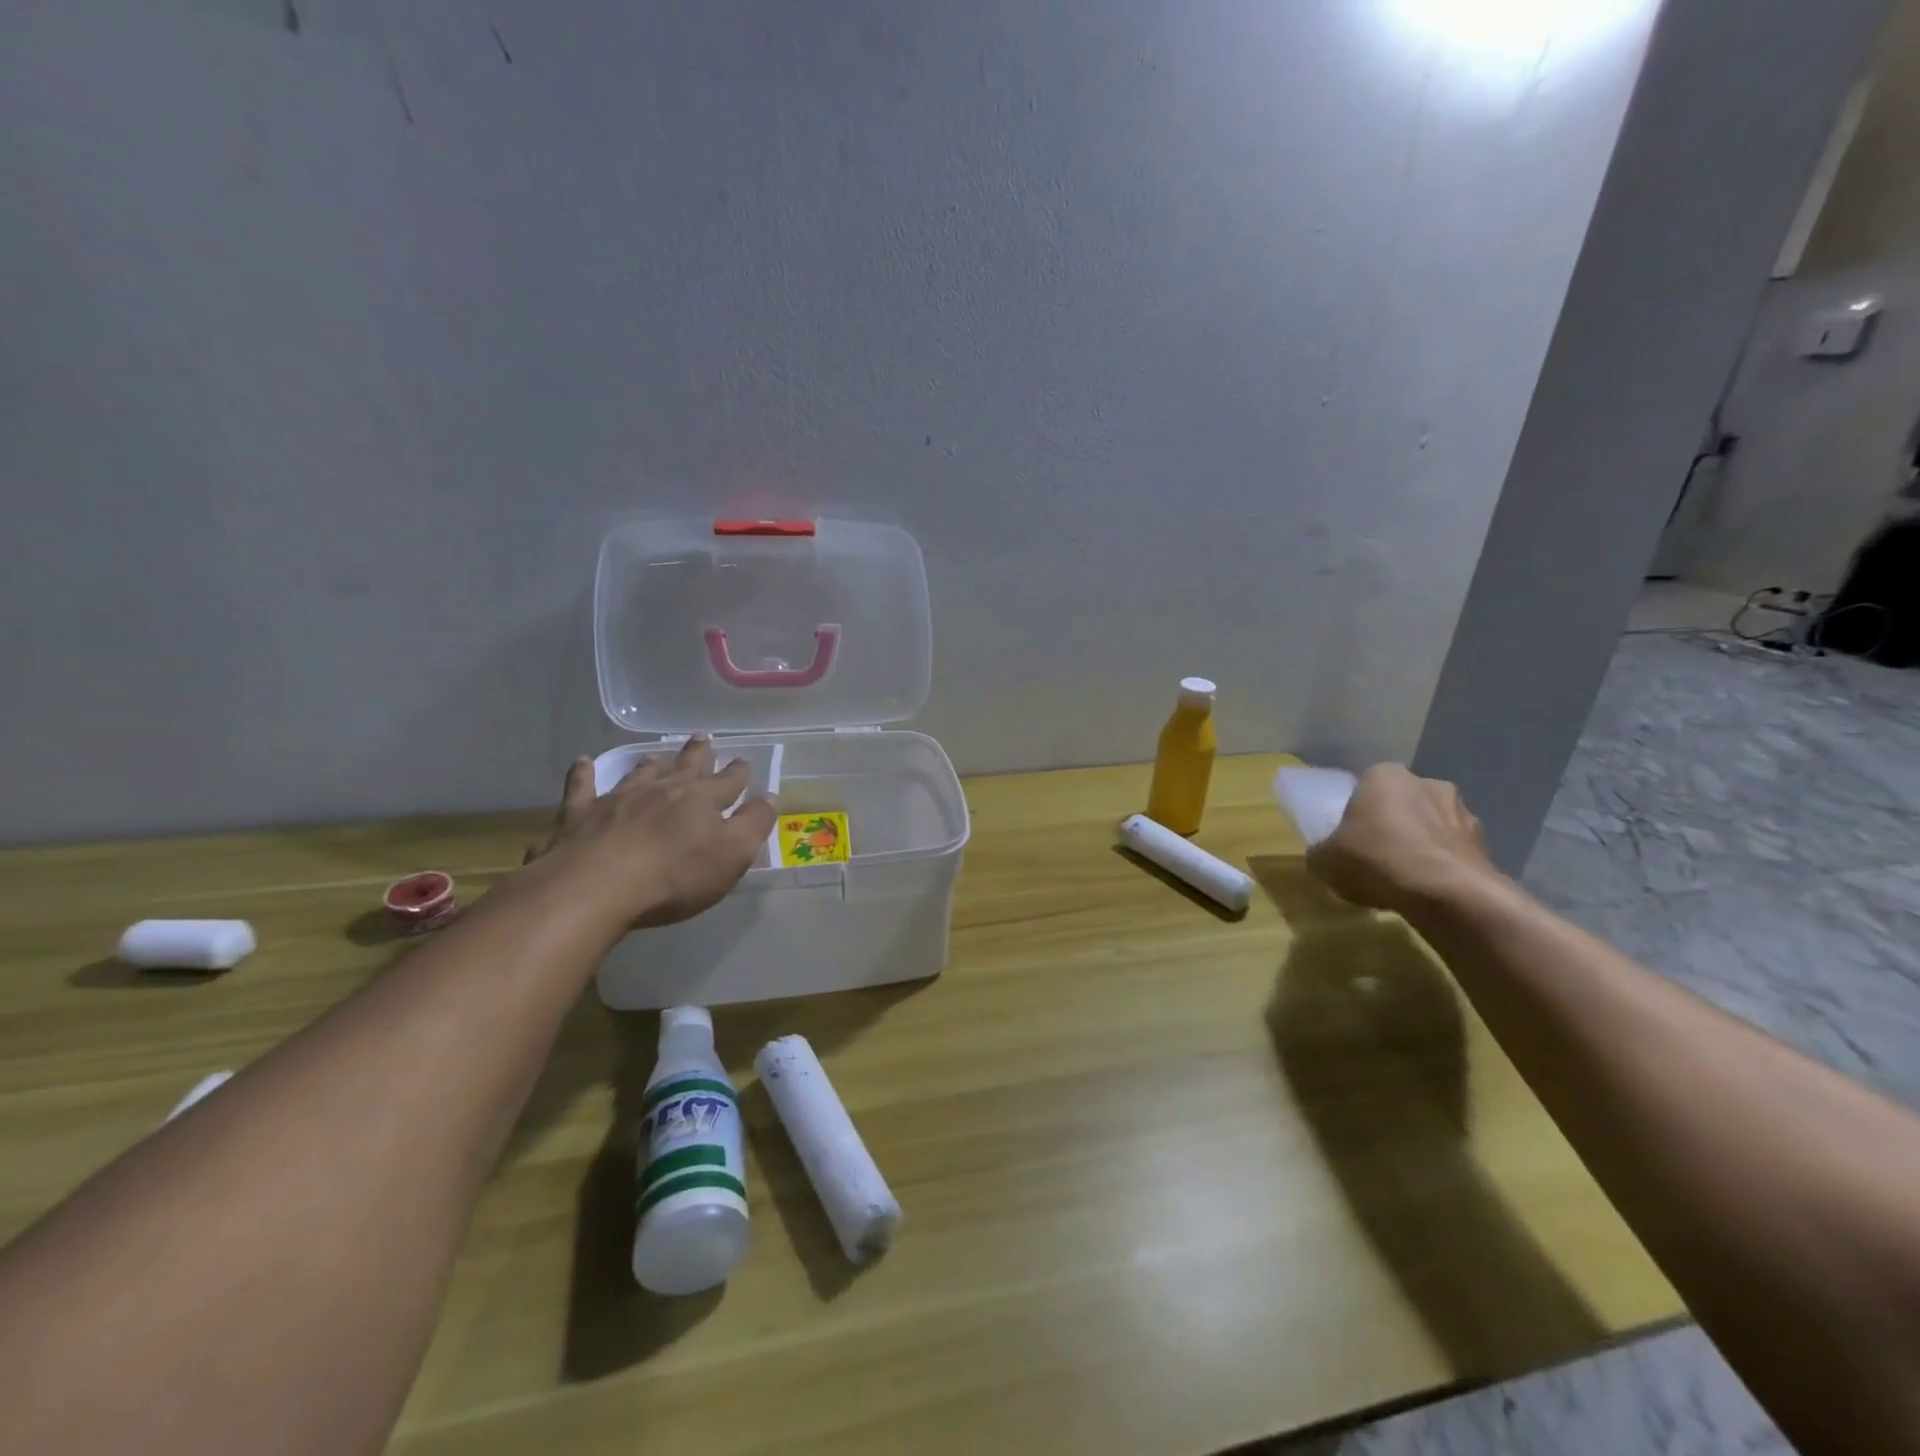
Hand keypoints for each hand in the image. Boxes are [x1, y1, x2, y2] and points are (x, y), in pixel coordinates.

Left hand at [515, 739, 776, 937]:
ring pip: (638, 774)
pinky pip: (581, 786)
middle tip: (703, 738)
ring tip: (653, 756)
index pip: (728, 782)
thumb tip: (770, 796)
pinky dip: (582, 773)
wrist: (596, 886)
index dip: (738, 773)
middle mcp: (662, 790)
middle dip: (698, 753)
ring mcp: (618, 799)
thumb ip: (753, 824)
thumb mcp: (732, 855)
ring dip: (649, 765)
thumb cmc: (674, 876)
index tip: (744, 761)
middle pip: (685, 767)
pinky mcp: (580, 814)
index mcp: (701, 800)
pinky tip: (582, 762)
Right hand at [1305, 764, 1502, 915]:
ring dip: (1420, 844)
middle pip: (1401, 803)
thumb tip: (1325, 856)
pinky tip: (1428, 890)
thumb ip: (1322, 852)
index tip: (1350, 840)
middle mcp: (1426, 783)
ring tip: (1404, 879)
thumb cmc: (1375, 860)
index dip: (1356, 814)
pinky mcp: (1486, 843)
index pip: (1364, 788)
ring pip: (1431, 826)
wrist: (1447, 893)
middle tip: (1375, 856)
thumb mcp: (1324, 860)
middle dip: (1392, 825)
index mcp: (1384, 775)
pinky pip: (1452, 851)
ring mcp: (1462, 811)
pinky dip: (1442, 865)